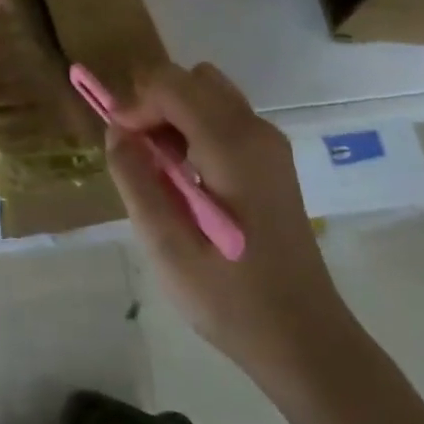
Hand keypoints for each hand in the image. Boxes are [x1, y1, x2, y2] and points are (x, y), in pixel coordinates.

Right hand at [107, 63, 353, 378]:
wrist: (307, 343)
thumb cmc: (233, 300)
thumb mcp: (167, 246)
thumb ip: (136, 179)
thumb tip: (115, 130)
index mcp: (232, 146)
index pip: (170, 85)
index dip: (135, 104)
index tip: (119, 144)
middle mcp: (256, 130)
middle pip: (190, 79)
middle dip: (153, 104)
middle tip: (137, 154)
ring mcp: (269, 143)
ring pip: (206, 92)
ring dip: (173, 113)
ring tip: (159, 166)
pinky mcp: (271, 160)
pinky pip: (222, 116)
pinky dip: (193, 127)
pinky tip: (186, 177)